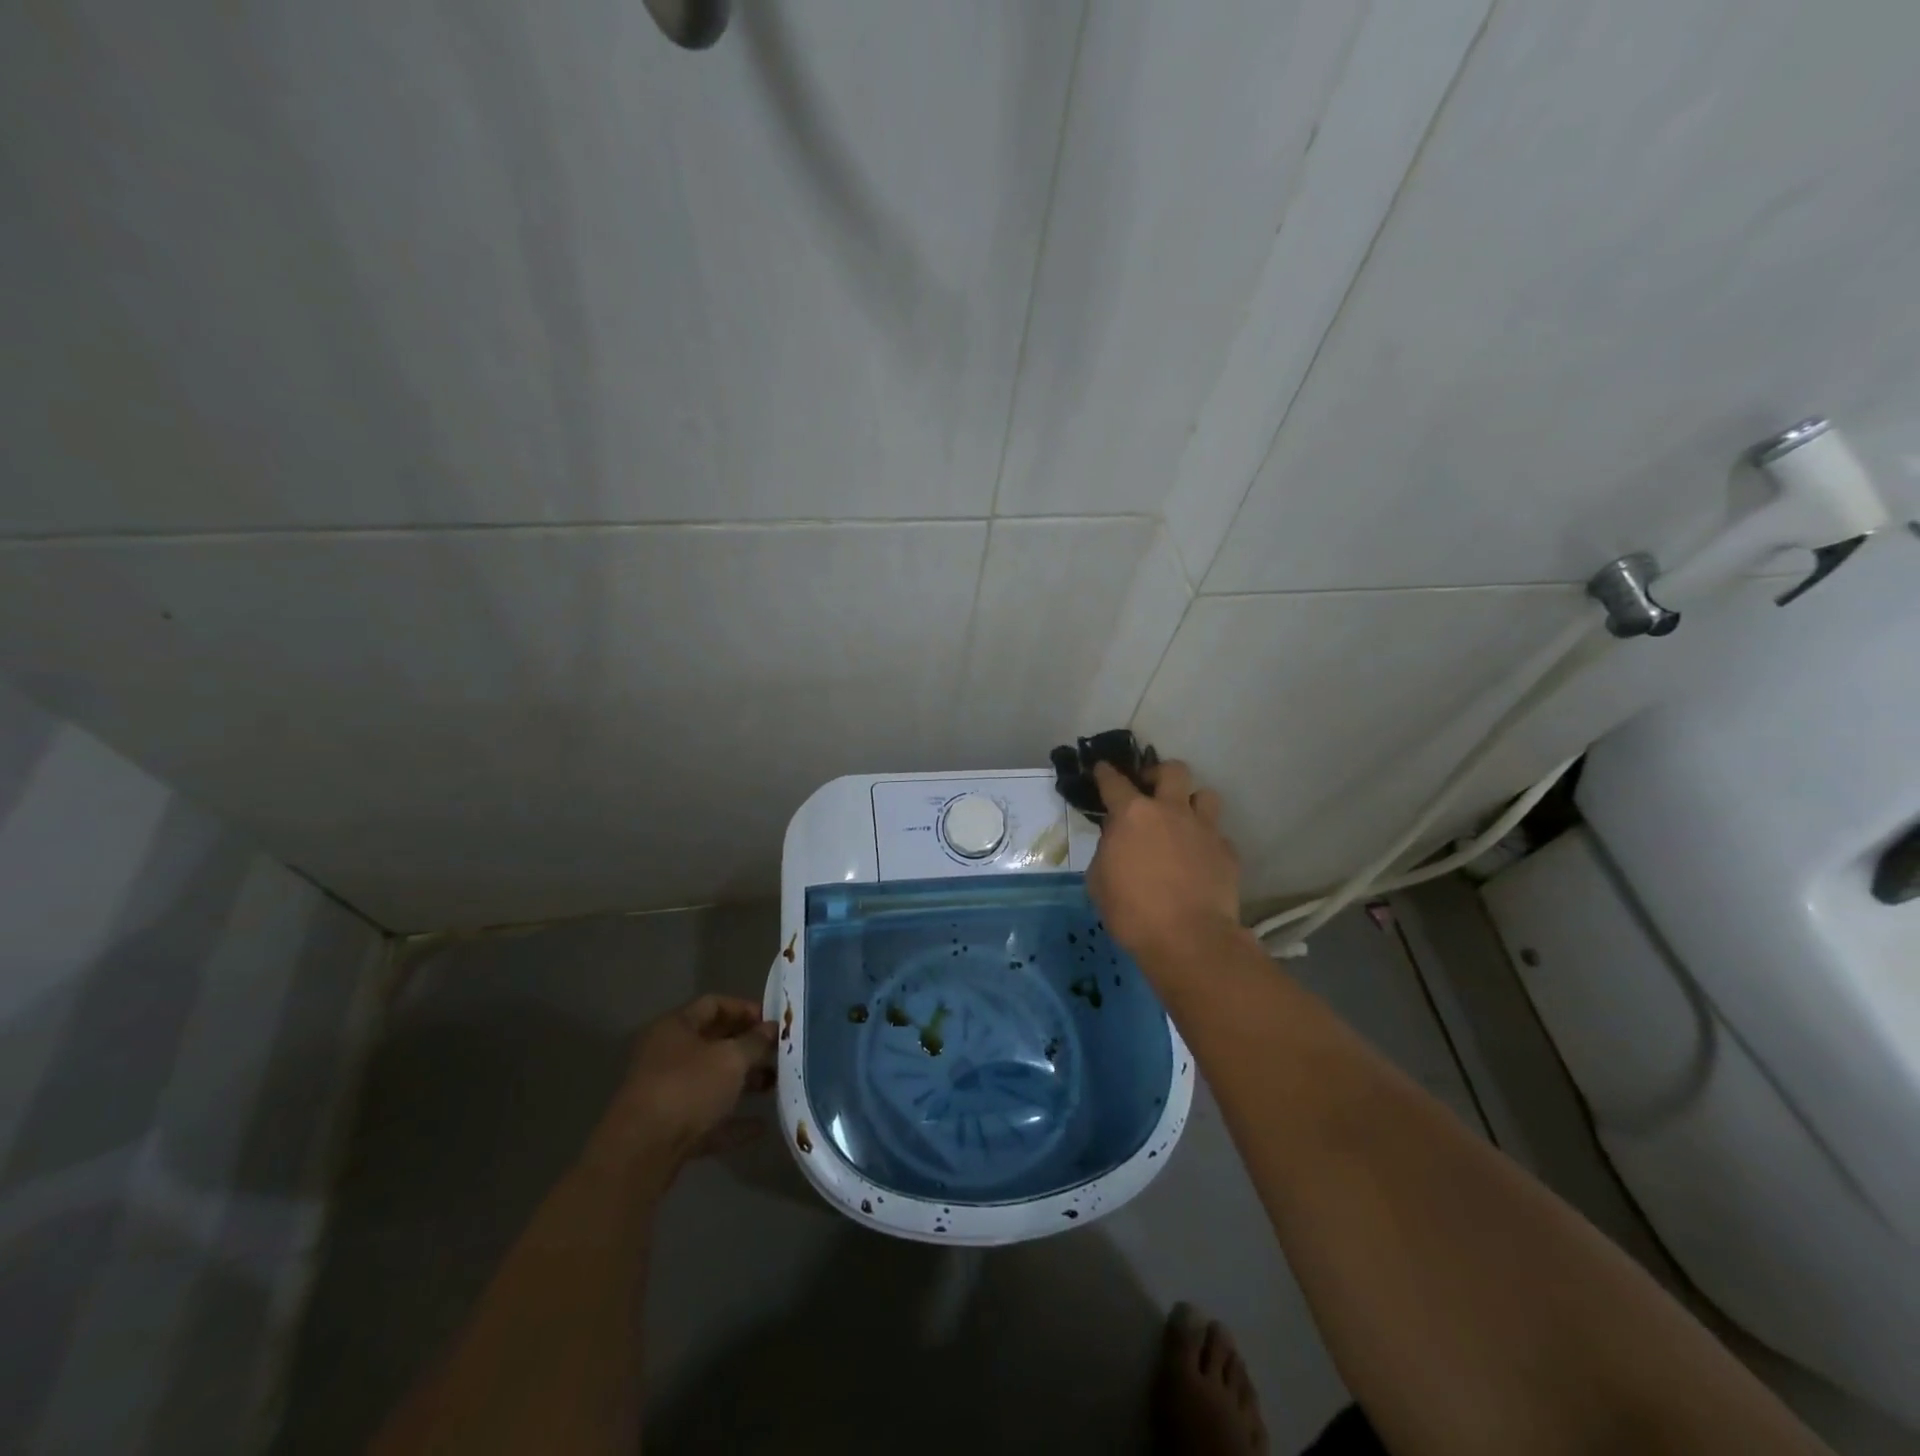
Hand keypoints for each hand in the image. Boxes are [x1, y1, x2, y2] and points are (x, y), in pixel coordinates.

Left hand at [585, 994, 777, 1182]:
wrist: (640, 1154)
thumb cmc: (687, 1088)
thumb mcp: (730, 1059)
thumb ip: (755, 1041)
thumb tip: (773, 1028)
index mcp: (675, 1027)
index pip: (714, 1004)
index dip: (746, 1009)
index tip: (774, 1022)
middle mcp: (667, 1055)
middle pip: (714, 1043)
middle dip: (748, 1048)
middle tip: (780, 1054)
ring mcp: (666, 1093)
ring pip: (712, 1081)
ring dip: (743, 1083)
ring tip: (775, 1087)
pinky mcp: (669, 1129)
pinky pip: (707, 1118)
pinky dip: (732, 1121)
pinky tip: (760, 1127)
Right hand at [1086, 760, 1244, 975]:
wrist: (1189, 939)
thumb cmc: (1132, 911)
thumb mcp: (1099, 880)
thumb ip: (1107, 850)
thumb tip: (1117, 840)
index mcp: (1133, 814)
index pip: (1115, 782)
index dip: (1106, 773)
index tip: (1102, 769)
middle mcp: (1171, 811)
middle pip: (1173, 770)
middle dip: (1159, 774)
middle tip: (1150, 790)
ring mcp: (1204, 829)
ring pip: (1205, 795)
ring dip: (1191, 803)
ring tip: (1182, 820)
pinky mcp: (1227, 851)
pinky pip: (1216, 835)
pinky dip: (1205, 841)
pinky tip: (1198, 860)